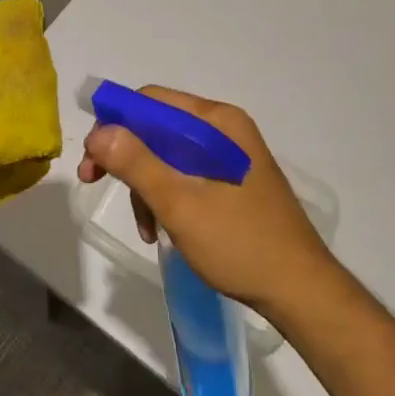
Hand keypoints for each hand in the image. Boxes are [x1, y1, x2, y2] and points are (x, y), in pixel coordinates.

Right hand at [78, 86, 339, 317]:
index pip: (151, 101)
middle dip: (125, 157)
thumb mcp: (179, 203)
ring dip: (144, 185)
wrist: (302, 294)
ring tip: (145, 226)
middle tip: (95, 182)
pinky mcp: (231, 180)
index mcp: (216, 122)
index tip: (92, 159)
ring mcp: (229, 155)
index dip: (114, 123)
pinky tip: (161, 229)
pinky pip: (184, 174)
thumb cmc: (240, 243)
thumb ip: (136, 162)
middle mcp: (223, 129)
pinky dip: (165, 196)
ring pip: (166, 154)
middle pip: (156, 127)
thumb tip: (97, 131)